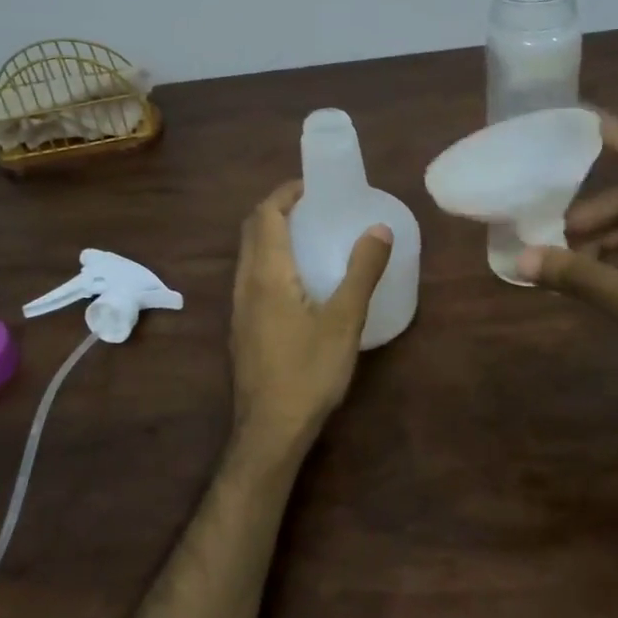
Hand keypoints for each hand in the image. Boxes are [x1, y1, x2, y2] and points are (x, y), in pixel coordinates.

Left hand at [229, 181, 392, 459]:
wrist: (270, 431)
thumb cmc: (308, 372)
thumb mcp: (344, 321)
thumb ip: (361, 272)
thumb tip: (379, 227)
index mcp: (266, 274)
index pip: (266, 215)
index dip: (286, 193)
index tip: (314, 185)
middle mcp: (245, 283)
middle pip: (253, 230)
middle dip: (279, 209)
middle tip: (315, 206)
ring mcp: (239, 307)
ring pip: (250, 254)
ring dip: (273, 234)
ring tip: (310, 236)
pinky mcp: (242, 327)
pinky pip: (252, 276)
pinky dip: (271, 260)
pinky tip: (299, 280)